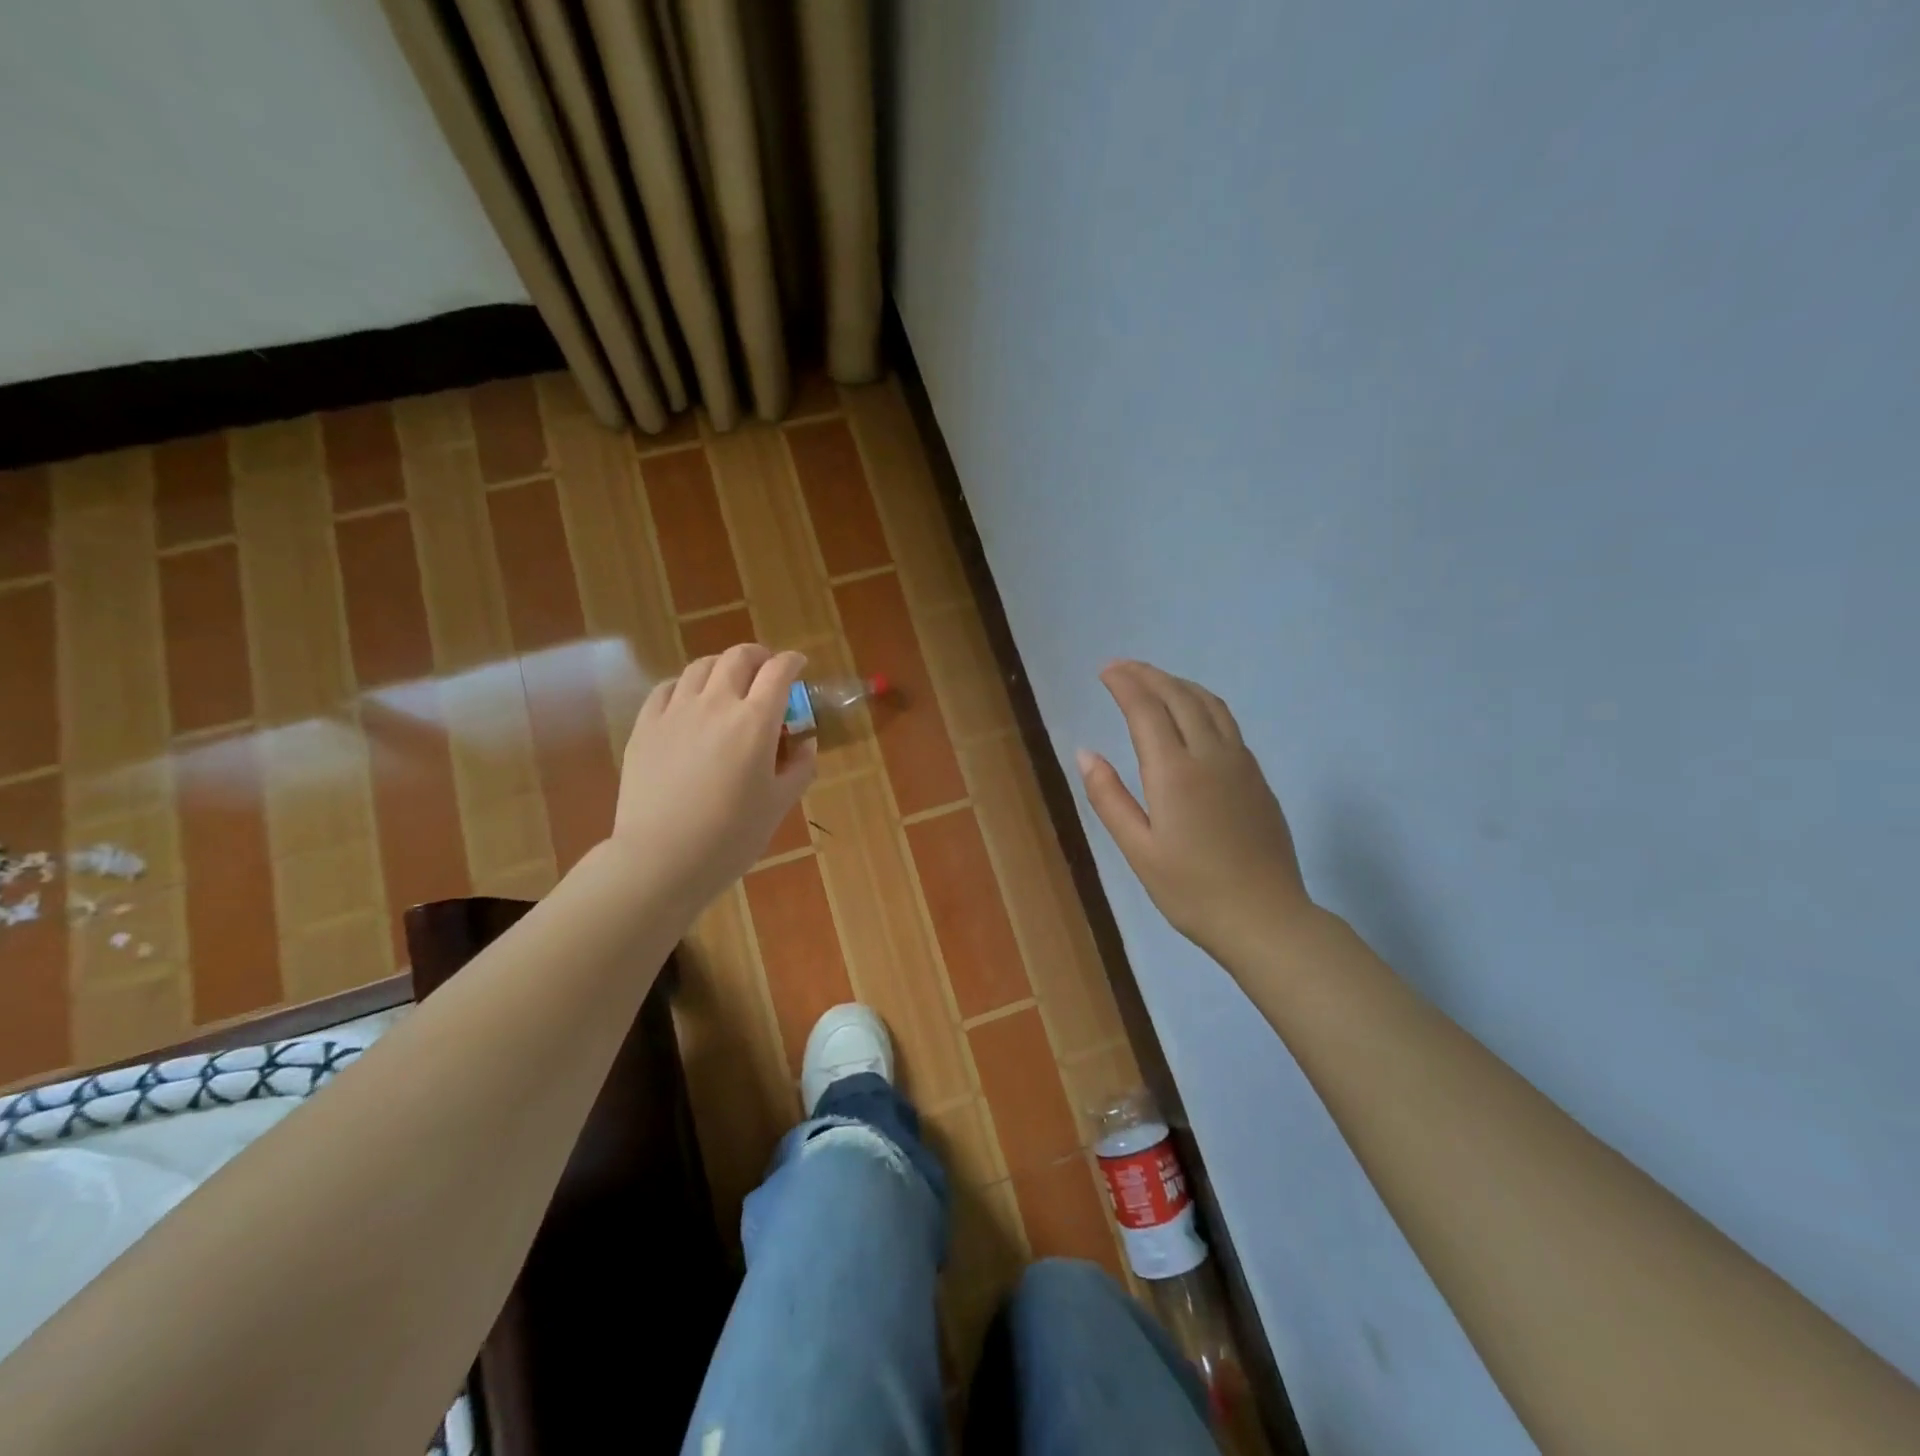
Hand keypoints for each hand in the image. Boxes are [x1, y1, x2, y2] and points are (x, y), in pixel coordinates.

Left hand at [611, 644, 815, 906]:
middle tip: (767, 670)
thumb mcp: (779, 804)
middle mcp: (716, 704)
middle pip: (739, 657)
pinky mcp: (645, 726)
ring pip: (701, 667)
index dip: (793, 662)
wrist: (661, 859)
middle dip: (759, 656)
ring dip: (722, 667)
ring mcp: (675, 711)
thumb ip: (799, 767)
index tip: (799, 665)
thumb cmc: (731, 836)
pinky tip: (689, 701)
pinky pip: (666, 688)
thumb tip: (804, 742)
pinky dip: (686, 685)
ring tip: (729, 683)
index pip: (779, 672)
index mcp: (755, 721)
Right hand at [1079, 660, 1310, 958]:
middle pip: (1179, 696)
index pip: (1146, 709)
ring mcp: (1240, 763)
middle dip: (1148, 675)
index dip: (1124, 683)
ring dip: (1178, 684)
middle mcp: (1211, 755)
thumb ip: (1109, 797)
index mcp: (1175, 772)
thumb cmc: (1192, 891)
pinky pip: (1227, 722)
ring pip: (1209, 704)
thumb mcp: (1138, 850)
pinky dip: (1202, 703)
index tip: (1105, 670)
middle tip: (1122, 667)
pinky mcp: (1257, 777)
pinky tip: (1192, 715)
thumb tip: (1085, 752)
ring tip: (1155, 681)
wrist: (1266, 918)